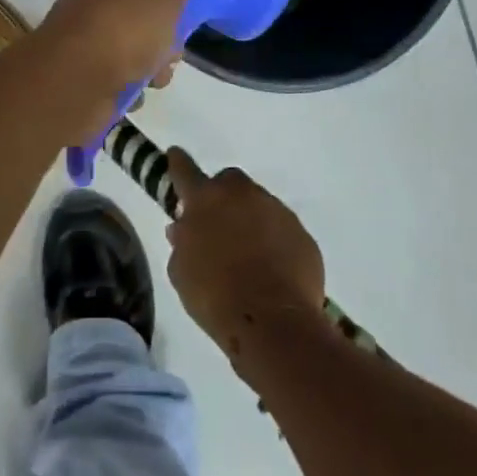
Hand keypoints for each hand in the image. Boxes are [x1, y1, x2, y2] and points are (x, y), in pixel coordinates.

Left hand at [30, 0, 185, 137]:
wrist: (77, 79)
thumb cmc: (126, 31)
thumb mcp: (164, 5)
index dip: (163, 1)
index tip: (178, 21)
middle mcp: (92, 4)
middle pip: (137, 21)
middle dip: (160, 42)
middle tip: (170, 57)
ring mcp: (83, 40)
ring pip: (128, 52)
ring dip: (147, 69)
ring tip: (154, 81)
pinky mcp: (78, 74)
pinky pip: (113, 79)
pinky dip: (125, 88)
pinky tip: (131, 95)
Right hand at [164, 149, 326, 362]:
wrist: (272, 320)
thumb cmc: (214, 296)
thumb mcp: (181, 272)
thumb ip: (181, 243)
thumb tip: (183, 227)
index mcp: (205, 199)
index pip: (185, 171)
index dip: (178, 163)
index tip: (175, 154)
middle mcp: (242, 194)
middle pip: (229, 182)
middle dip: (222, 197)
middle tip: (218, 226)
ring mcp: (276, 210)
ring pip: (258, 205)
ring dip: (250, 221)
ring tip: (247, 256)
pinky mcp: (301, 233)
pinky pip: (281, 230)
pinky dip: (274, 242)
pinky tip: (271, 270)